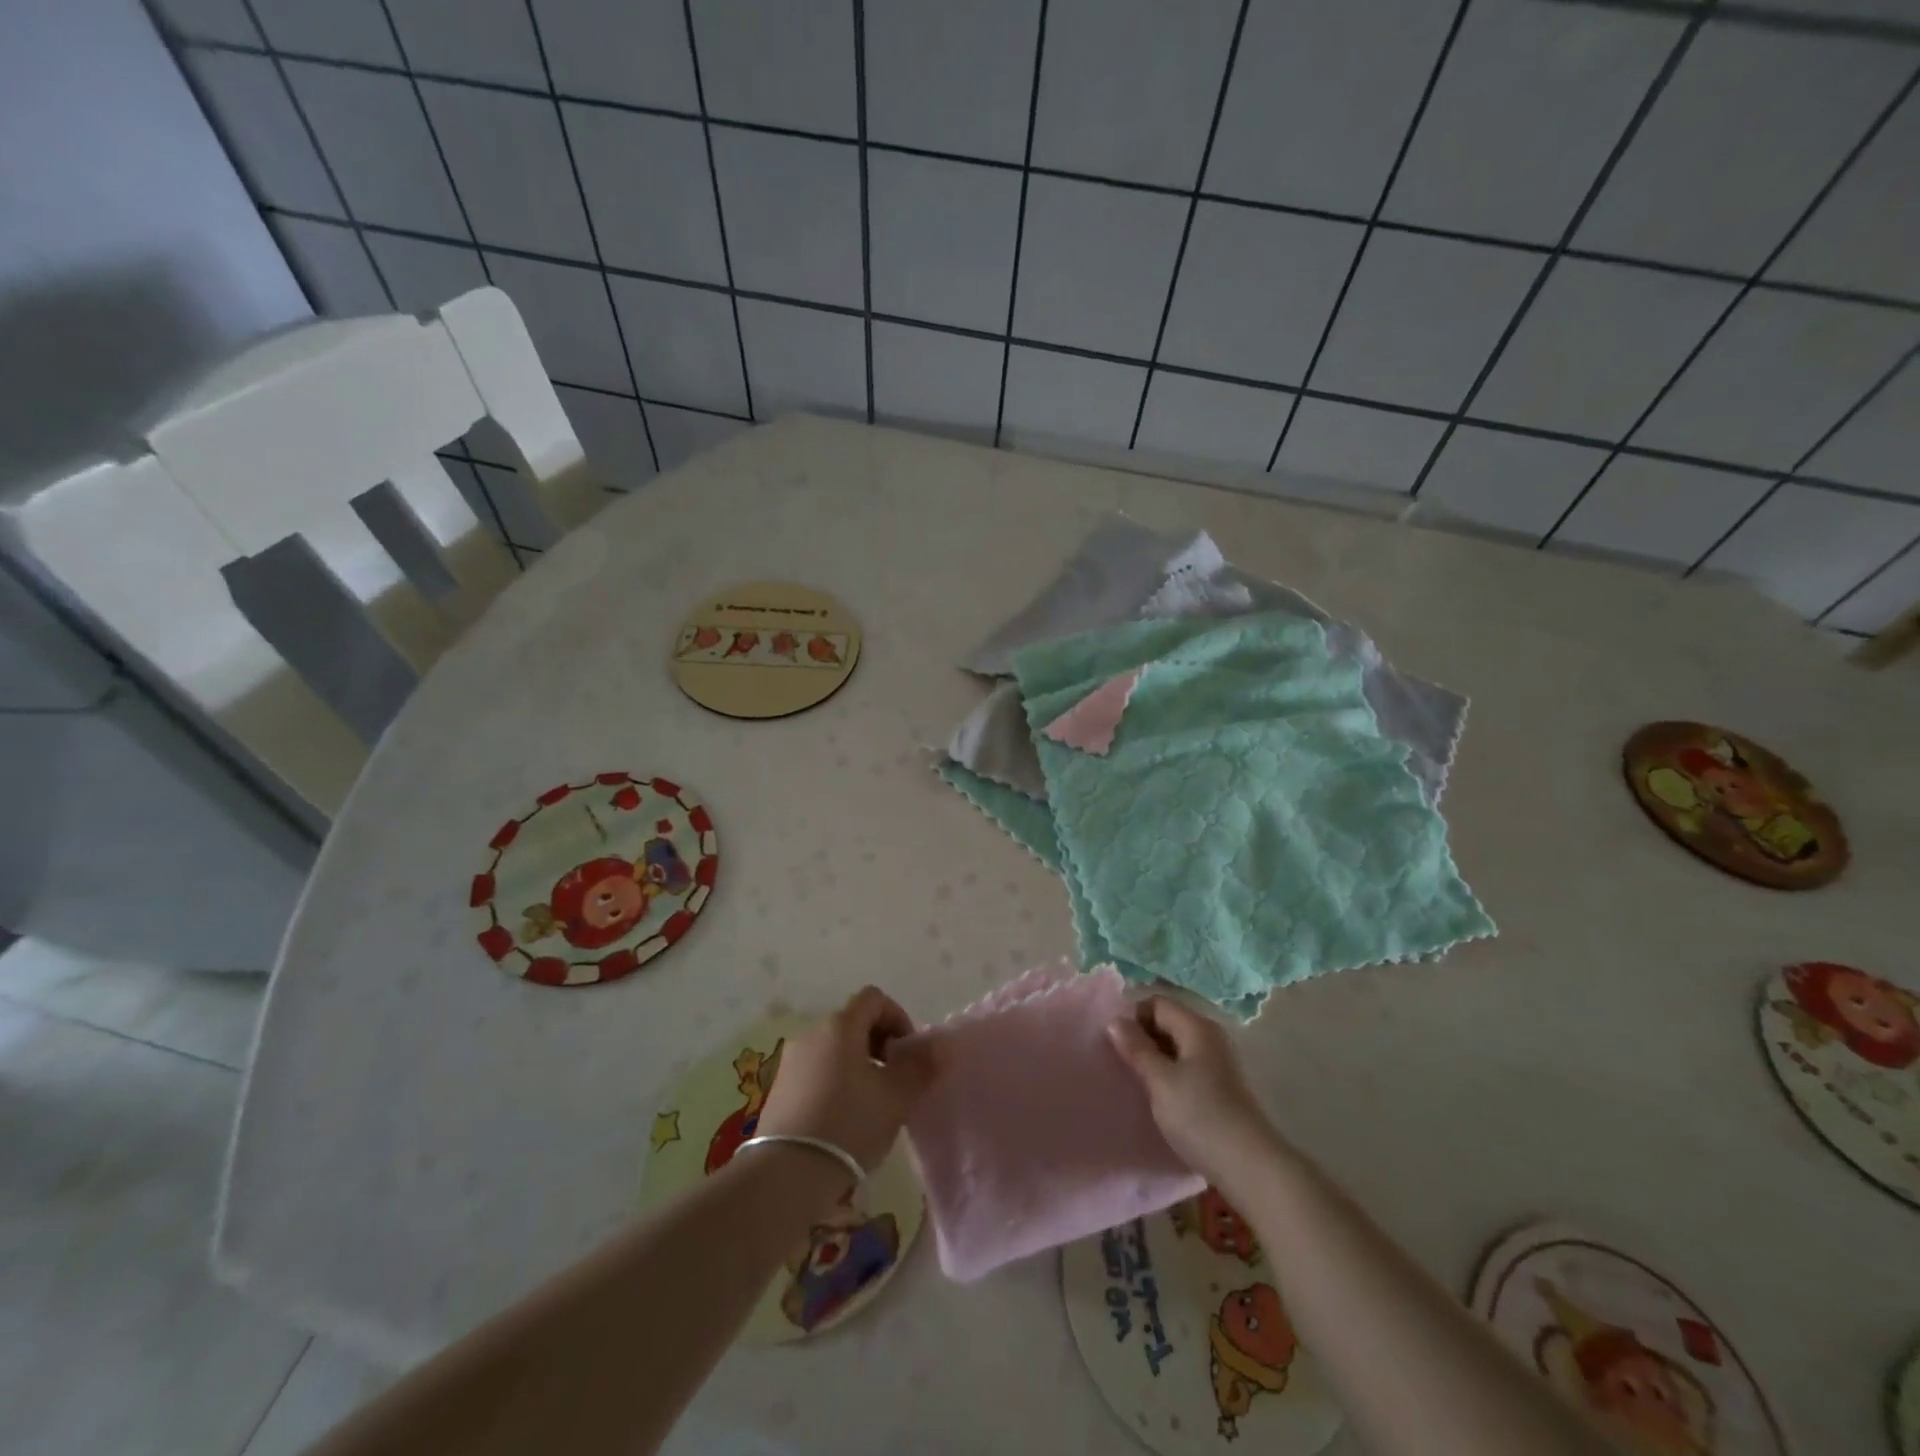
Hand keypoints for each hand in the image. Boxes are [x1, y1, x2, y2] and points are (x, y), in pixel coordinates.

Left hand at [756, 986, 939, 1174]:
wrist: (785, 1175)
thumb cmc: (849, 1125)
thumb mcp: (896, 1097)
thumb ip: (920, 1066)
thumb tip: (938, 1045)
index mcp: (840, 1026)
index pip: (874, 998)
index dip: (898, 1018)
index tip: (907, 1054)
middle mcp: (811, 1033)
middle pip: (853, 1022)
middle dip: (880, 1044)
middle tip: (894, 1081)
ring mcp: (791, 1061)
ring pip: (834, 1048)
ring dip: (858, 1064)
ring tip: (870, 1104)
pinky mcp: (778, 1088)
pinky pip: (816, 1070)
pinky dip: (835, 1081)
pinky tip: (842, 1119)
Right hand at [1108, 995, 1279, 1182]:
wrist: (1250, 1167)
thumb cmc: (1200, 1116)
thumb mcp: (1160, 1081)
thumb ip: (1137, 1048)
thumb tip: (1115, 1020)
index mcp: (1197, 1027)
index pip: (1157, 1003)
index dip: (1133, 1016)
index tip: (1114, 1043)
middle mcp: (1210, 1037)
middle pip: (1168, 1022)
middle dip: (1142, 1037)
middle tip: (1120, 1062)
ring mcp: (1218, 1062)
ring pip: (1177, 1046)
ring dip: (1155, 1058)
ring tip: (1135, 1080)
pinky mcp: (1221, 1087)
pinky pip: (1187, 1066)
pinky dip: (1169, 1073)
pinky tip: (1159, 1096)